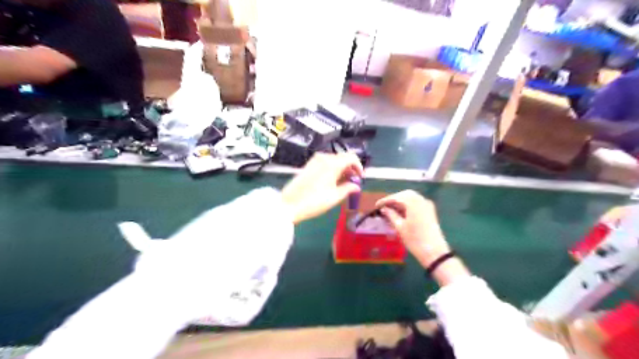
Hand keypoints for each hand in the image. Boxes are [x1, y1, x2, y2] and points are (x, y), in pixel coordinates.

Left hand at [283, 151, 363, 224]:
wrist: (289, 204)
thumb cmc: (314, 202)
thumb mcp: (334, 197)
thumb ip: (348, 189)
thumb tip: (356, 186)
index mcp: (332, 164)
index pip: (352, 157)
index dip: (359, 166)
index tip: (361, 178)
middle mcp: (324, 158)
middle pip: (343, 158)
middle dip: (350, 168)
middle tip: (353, 182)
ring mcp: (314, 161)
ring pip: (334, 160)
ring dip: (341, 169)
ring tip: (343, 183)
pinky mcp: (308, 165)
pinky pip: (325, 163)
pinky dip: (332, 169)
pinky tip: (332, 181)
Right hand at [375, 191, 466, 285]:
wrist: (435, 252)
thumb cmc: (415, 240)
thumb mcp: (400, 227)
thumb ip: (391, 215)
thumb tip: (384, 209)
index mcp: (413, 202)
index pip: (397, 197)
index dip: (386, 200)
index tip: (377, 205)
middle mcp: (421, 200)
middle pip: (405, 195)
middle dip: (394, 199)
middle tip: (384, 206)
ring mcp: (427, 205)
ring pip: (412, 198)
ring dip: (401, 202)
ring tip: (391, 210)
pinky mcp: (430, 212)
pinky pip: (417, 203)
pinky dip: (408, 205)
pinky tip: (401, 213)